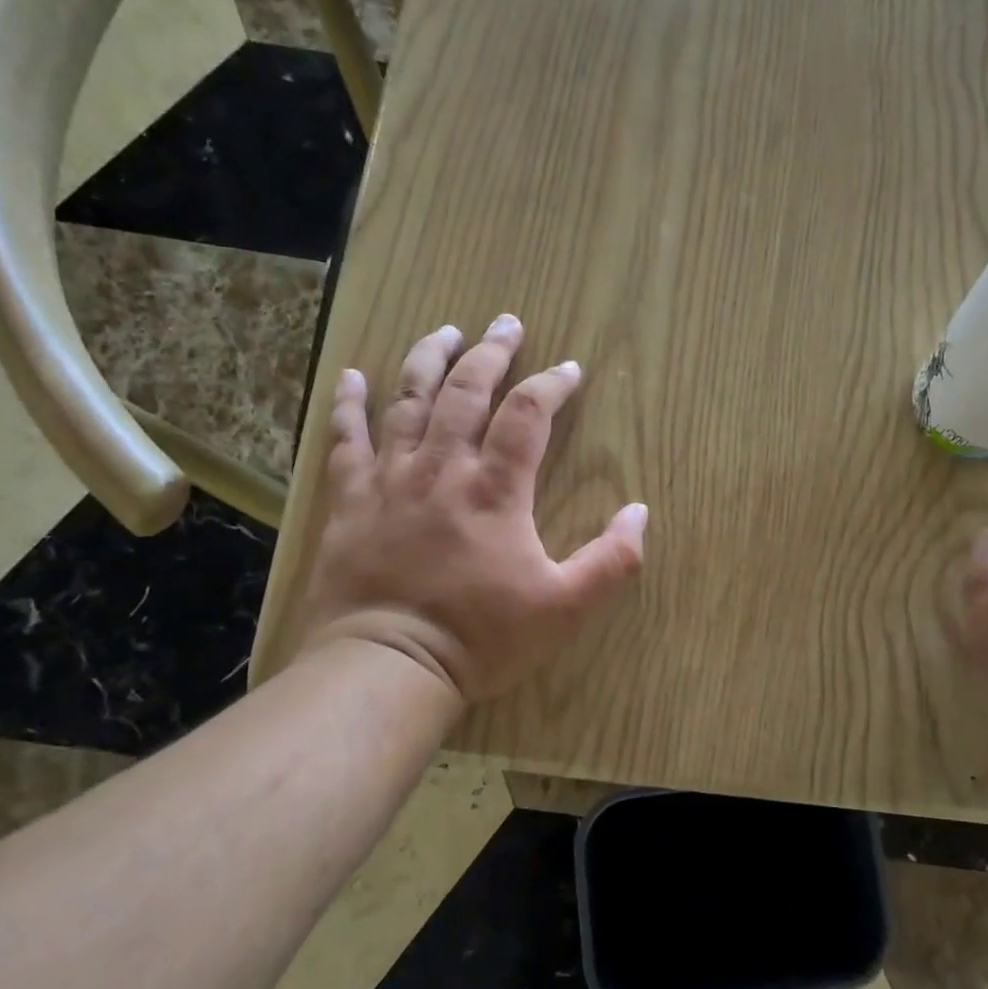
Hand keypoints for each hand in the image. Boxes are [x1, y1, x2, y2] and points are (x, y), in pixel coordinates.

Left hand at [297, 316, 647, 701]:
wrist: (386, 666)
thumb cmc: (480, 638)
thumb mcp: (564, 608)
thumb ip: (612, 561)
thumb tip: (640, 512)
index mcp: (496, 490)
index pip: (528, 414)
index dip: (551, 384)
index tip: (569, 369)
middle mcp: (443, 468)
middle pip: (467, 391)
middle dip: (492, 351)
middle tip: (508, 322)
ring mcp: (391, 479)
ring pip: (409, 401)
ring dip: (429, 359)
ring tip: (446, 332)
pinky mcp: (350, 500)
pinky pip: (347, 439)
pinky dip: (350, 404)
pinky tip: (352, 375)